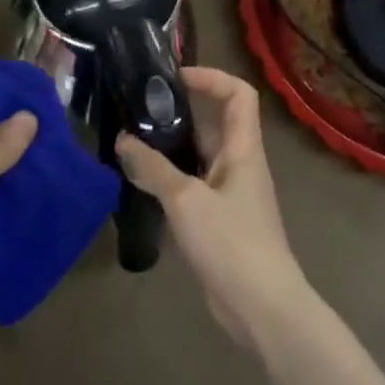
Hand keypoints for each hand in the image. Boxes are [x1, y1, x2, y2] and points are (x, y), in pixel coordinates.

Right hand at [116, 67, 313, 351]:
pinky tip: (140, 185)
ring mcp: (229, 194)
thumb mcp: (186, 201)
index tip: (173, 78)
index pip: (239, 95)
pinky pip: (192, 187)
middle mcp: (239, 165)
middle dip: (178, 113)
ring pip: (199, 157)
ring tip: (129, 144)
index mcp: (243, 150)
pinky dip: (169, 180)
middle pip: (214, 124)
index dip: (211, 77)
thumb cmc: (231, 243)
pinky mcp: (218, 221)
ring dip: (169, 149)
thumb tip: (123, 141)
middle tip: (136, 111)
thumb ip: (153, 169)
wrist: (262, 307)